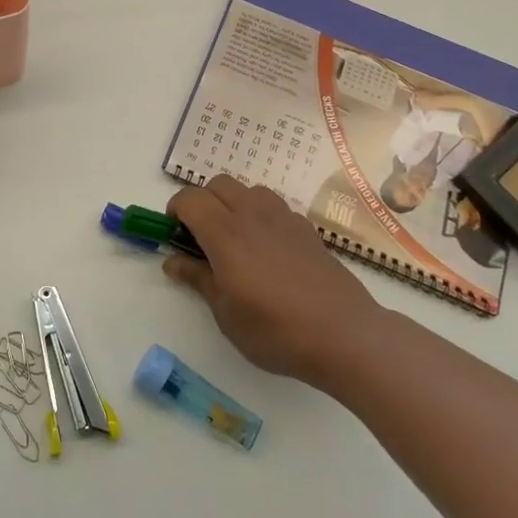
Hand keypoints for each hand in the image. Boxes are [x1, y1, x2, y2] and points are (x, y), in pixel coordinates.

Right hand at [166, 175, 384, 387]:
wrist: (344, 334)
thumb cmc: (275, 329)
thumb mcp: (225, 313)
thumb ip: (198, 279)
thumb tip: (173, 261)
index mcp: (226, 233)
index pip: (190, 199)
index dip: (176, 211)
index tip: (175, 235)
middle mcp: (253, 215)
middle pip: (219, 184)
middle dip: (203, 202)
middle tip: (201, 237)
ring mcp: (284, 218)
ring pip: (248, 189)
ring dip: (233, 204)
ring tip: (234, 240)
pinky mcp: (306, 229)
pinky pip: (274, 206)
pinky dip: (260, 216)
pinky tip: (266, 250)